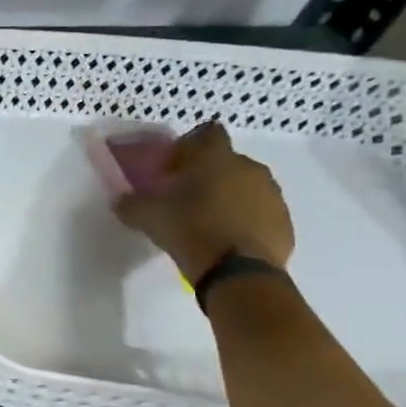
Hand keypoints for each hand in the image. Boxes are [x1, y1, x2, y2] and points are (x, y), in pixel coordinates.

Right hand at [113, 120, 293, 281]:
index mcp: (217, 159)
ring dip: (228, 196)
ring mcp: (273, 195)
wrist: (238, 273)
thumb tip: (120, 199)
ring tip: (207, 220)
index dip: (191, 145)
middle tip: (185, 196)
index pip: (208, 132)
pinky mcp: (284, 222)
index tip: (176, 165)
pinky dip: (245, 218)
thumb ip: (131, 203)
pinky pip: (260, 211)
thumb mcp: (149, 217)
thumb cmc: (191, 231)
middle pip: (227, 161)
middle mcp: (250, 169)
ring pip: (246, 186)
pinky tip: (226, 238)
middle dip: (208, 174)